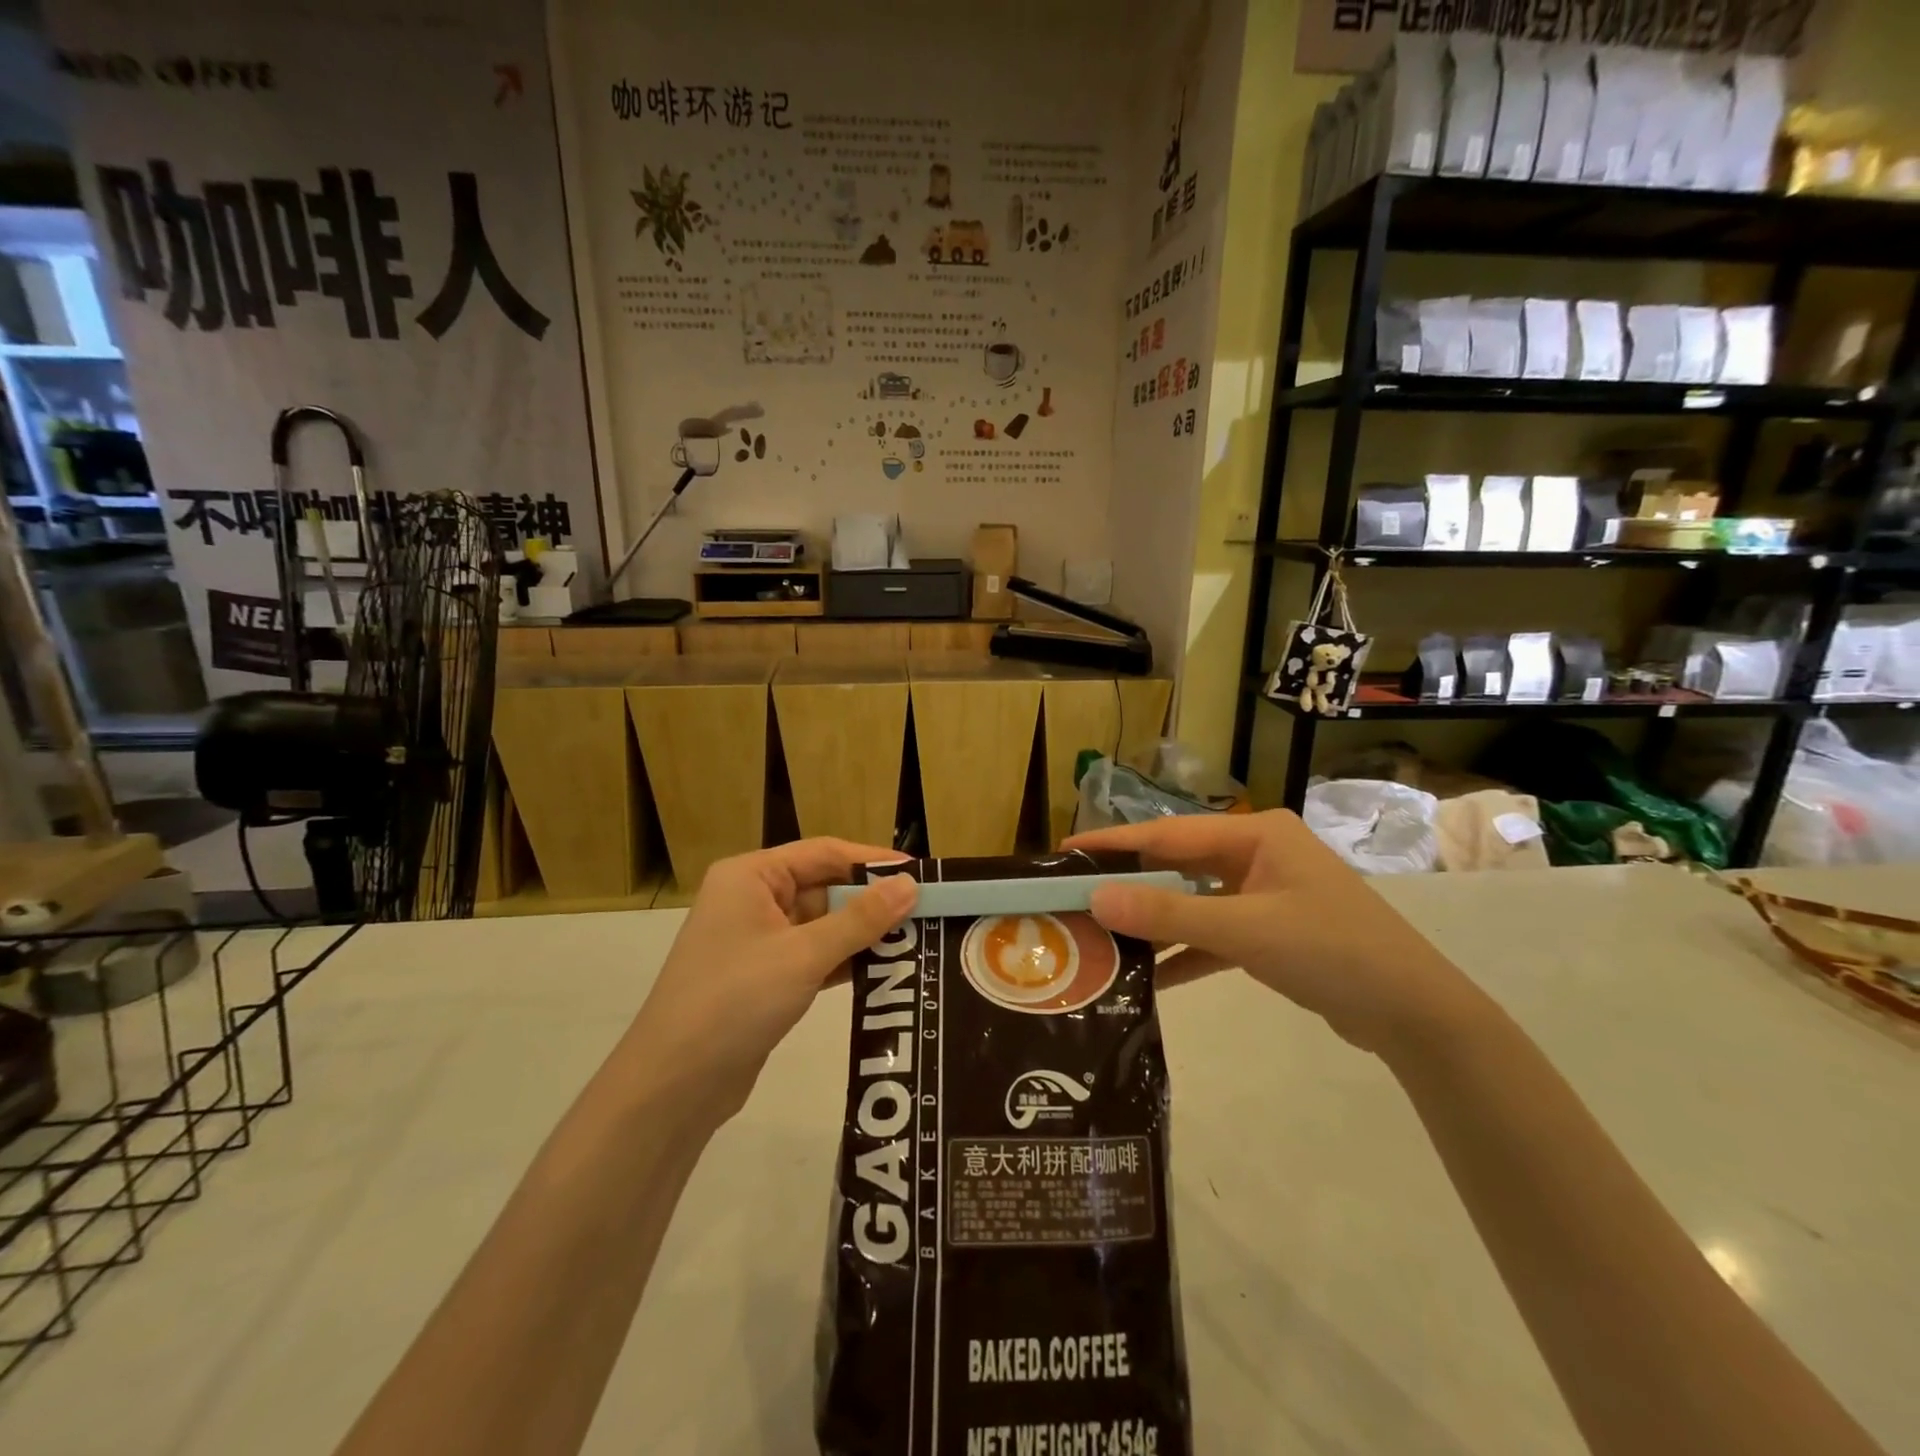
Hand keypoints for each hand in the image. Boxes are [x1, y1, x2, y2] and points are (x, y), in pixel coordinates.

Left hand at [623, 839, 917, 1126]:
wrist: (673, 1085)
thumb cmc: (736, 1000)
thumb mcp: (803, 955)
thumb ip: (860, 919)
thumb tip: (910, 885)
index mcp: (751, 876)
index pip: (824, 853)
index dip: (872, 861)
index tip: (920, 874)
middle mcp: (752, 899)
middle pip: (824, 887)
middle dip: (871, 901)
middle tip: (926, 911)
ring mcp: (756, 941)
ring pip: (822, 925)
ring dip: (862, 933)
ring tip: (916, 939)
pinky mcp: (763, 978)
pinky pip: (813, 956)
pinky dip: (845, 961)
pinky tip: (884, 970)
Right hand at [1066, 811, 1482, 1056]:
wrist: (1415, 1014)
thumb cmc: (1331, 950)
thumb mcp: (1244, 930)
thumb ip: (1168, 915)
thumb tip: (1094, 900)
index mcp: (1255, 834)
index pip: (1168, 832)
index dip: (1115, 841)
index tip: (1066, 849)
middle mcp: (1257, 854)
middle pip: (1178, 865)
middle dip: (1130, 884)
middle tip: (1074, 896)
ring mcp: (1265, 893)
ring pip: (1194, 901)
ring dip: (1155, 923)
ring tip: (1101, 937)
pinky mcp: (1271, 931)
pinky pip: (1215, 934)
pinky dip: (1187, 953)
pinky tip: (1150, 978)